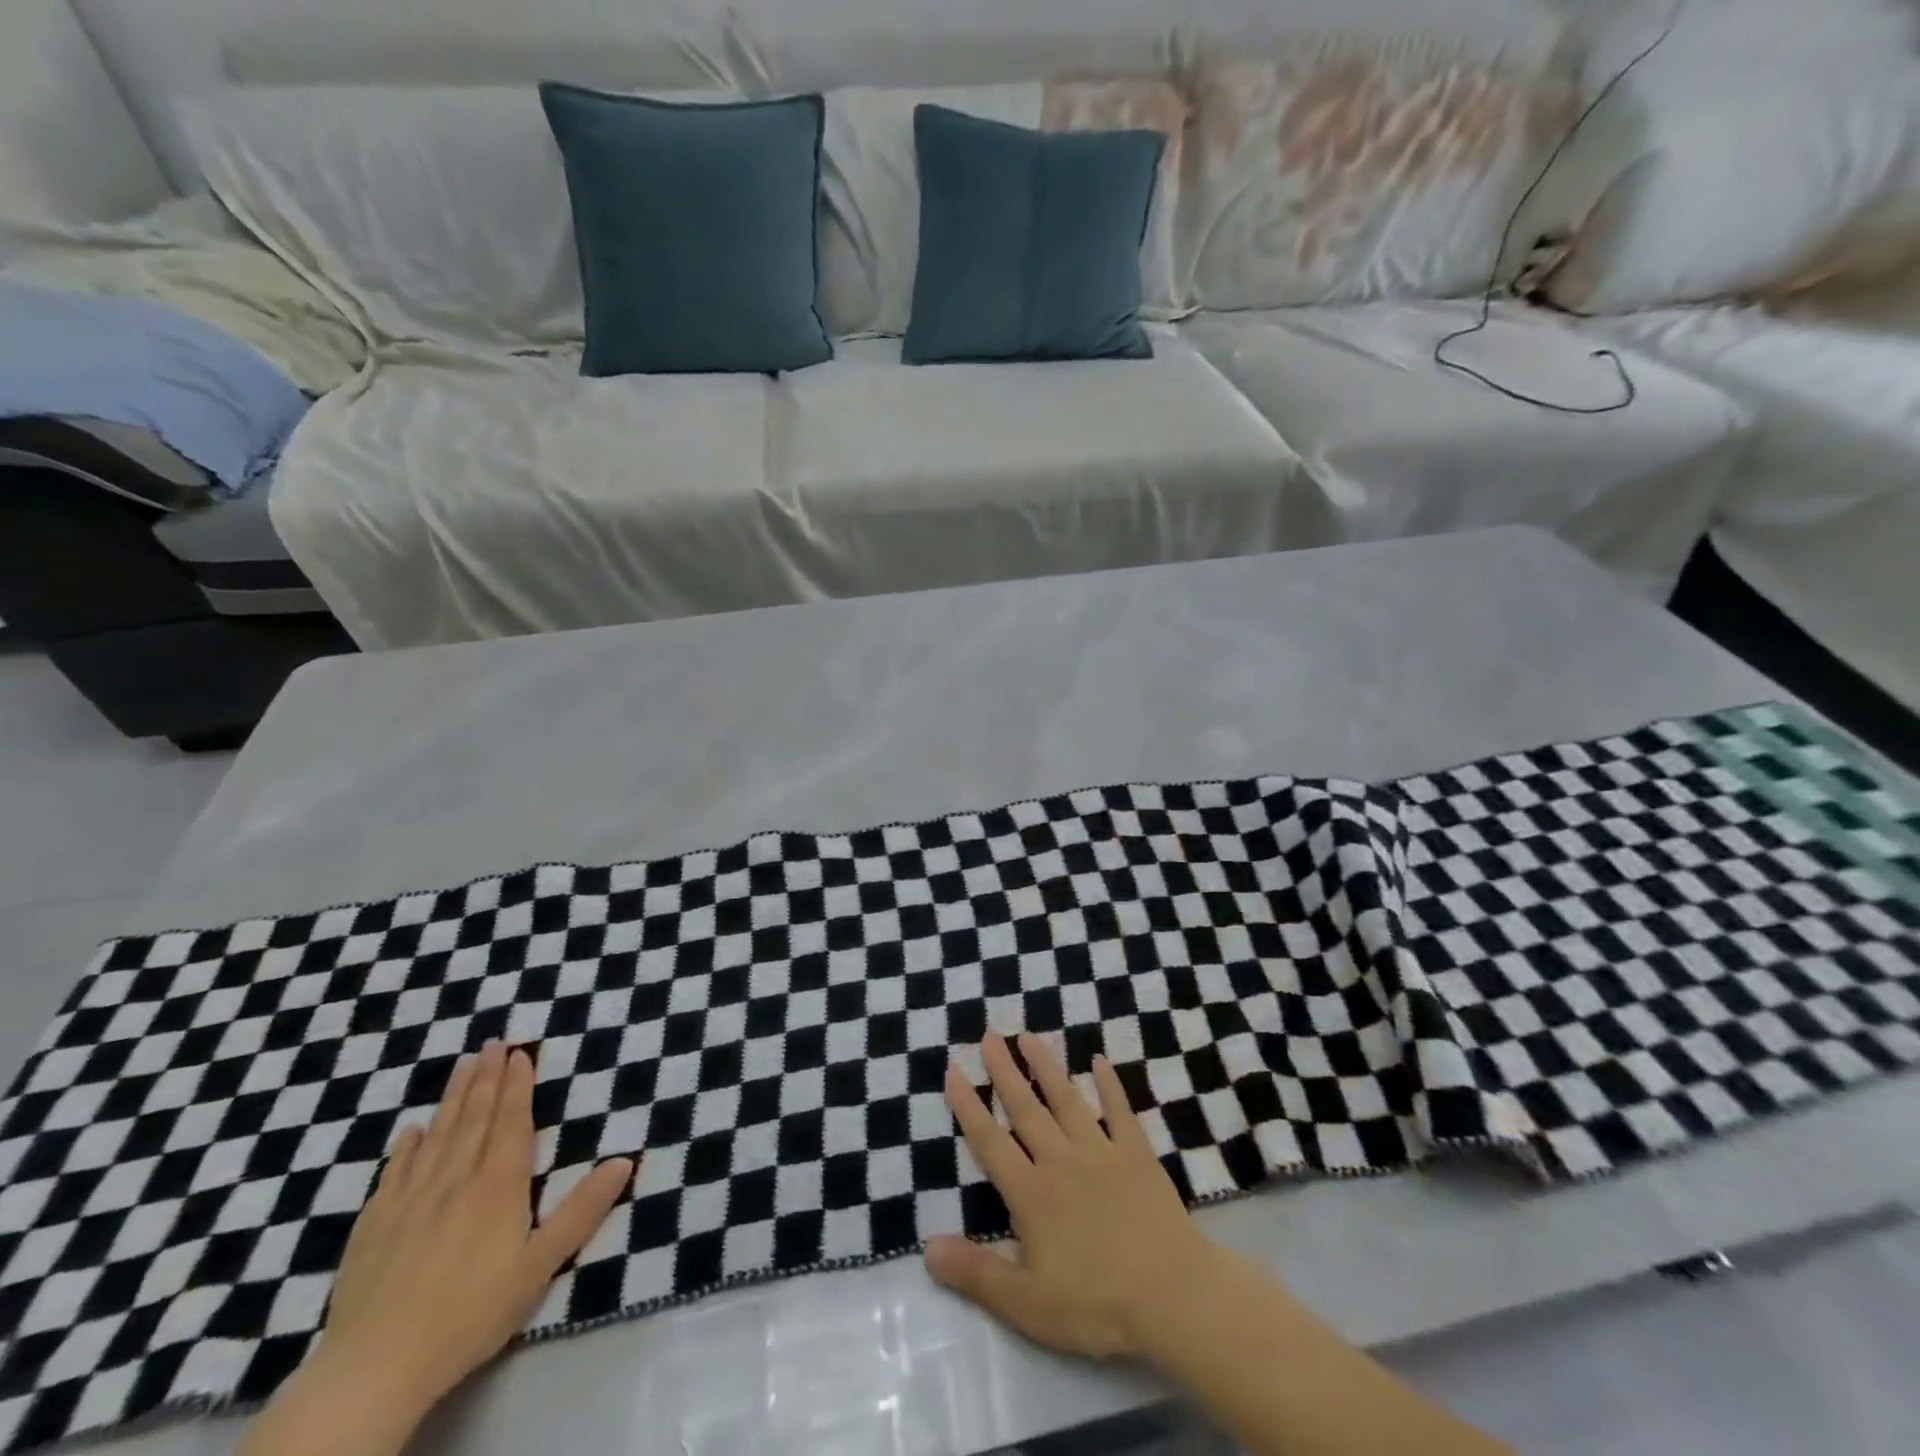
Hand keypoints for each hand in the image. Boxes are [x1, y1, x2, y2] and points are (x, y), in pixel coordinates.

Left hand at [316, 1040, 634, 1415]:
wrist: (374, 1368)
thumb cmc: (471, 1314)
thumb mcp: (540, 1266)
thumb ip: (583, 1211)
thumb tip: (626, 1161)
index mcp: (498, 1186)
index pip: (511, 1122)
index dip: (517, 1085)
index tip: (520, 1052)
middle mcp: (455, 1179)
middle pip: (474, 1118)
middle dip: (487, 1077)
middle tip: (494, 1042)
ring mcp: (410, 1200)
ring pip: (437, 1135)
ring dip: (453, 1097)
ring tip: (463, 1065)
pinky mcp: (374, 1225)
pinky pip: (394, 1172)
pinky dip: (406, 1146)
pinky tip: (412, 1130)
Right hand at [924, 1031, 1217, 1358]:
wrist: (1172, 1297)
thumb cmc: (1096, 1305)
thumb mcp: (1026, 1304)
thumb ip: (976, 1273)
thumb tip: (928, 1247)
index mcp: (1031, 1193)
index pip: (990, 1142)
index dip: (968, 1106)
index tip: (953, 1069)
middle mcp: (1060, 1161)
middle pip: (1025, 1108)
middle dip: (1004, 1071)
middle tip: (989, 1035)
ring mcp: (1101, 1152)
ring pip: (1066, 1099)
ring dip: (1046, 1066)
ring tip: (1030, 1035)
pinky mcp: (1137, 1154)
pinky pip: (1119, 1111)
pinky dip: (1109, 1084)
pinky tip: (1100, 1060)